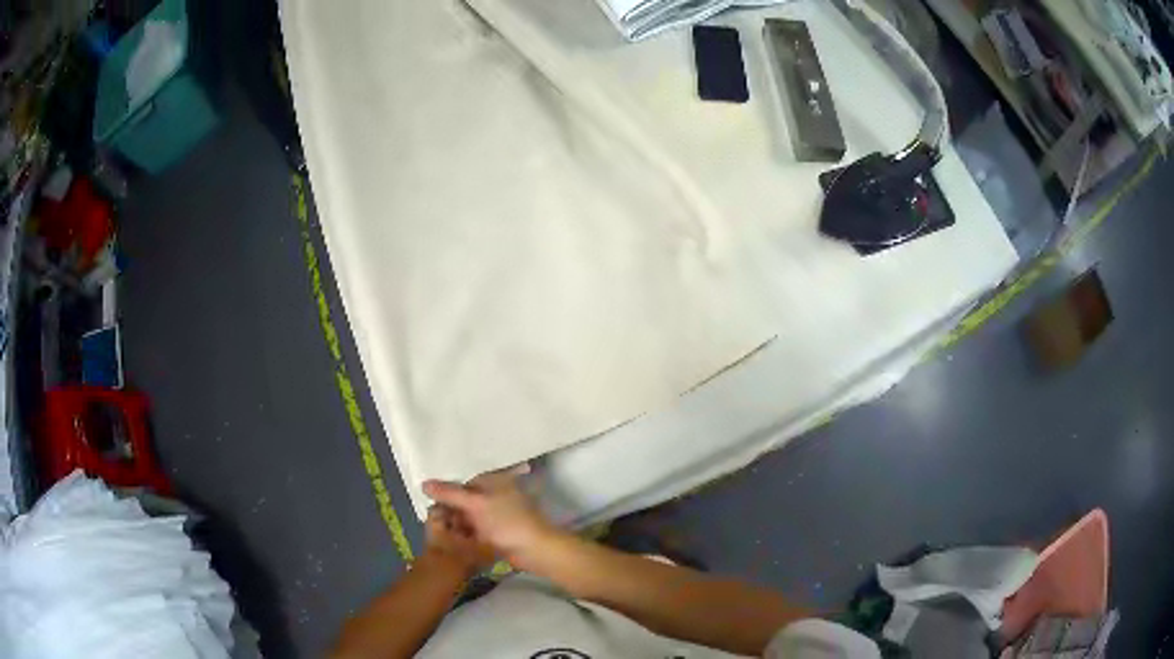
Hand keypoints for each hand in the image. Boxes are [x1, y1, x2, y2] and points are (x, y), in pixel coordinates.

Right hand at [422, 465, 559, 569]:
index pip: (461, 480)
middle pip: (463, 498)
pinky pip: (474, 528)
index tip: (427, 499)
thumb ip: (450, 493)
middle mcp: (493, 494)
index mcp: (492, 480)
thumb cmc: (507, 522)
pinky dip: (463, 532)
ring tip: (435, 528)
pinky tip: (448, 538)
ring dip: (454, 521)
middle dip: (448, 507)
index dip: (444, 490)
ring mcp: (495, 514)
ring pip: (467, 515)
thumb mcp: (476, 504)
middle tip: (429, 517)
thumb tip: (424, 483)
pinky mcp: (495, 531)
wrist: (534, 550)